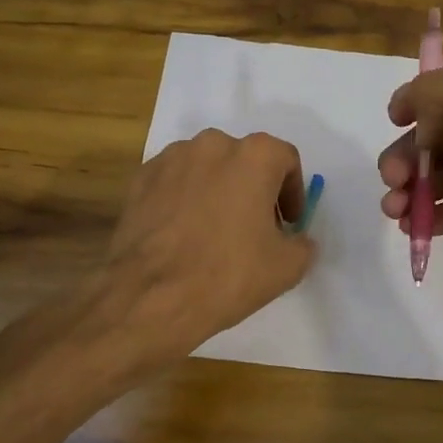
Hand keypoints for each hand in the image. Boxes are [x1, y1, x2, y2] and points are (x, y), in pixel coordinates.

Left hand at [102, 129, 316, 358]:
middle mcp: (212, 144)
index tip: (289, 223)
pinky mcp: (140, 179)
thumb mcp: (287, 267)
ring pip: (207, 169)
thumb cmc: (228, 274)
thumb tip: (296, 240)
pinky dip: (185, 199)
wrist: (150, 297)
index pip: (286, 160)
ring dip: (218, 191)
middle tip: (256, 228)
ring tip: (216, 231)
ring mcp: (171, 159)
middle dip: (255, 189)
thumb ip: (302, 244)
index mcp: (254, 156)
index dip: (293, 192)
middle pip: (244, 160)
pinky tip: (184, 234)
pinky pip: (175, 182)